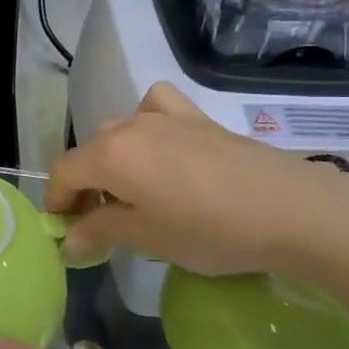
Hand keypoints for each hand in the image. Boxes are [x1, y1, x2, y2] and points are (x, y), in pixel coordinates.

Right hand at [47, 82, 348, 282]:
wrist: (290, 209)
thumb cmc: (210, 230)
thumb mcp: (148, 237)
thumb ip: (101, 232)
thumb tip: (69, 241)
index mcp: (110, 155)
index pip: (64, 173)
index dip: (58, 202)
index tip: (66, 231)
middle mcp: (129, 126)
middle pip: (89, 152)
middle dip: (85, 186)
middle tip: (100, 223)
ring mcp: (164, 116)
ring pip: (119, 130)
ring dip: (112, 159)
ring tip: (131, 191)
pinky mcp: (197, 117)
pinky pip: (155, 107)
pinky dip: (147, 120)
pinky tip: (160, 143)